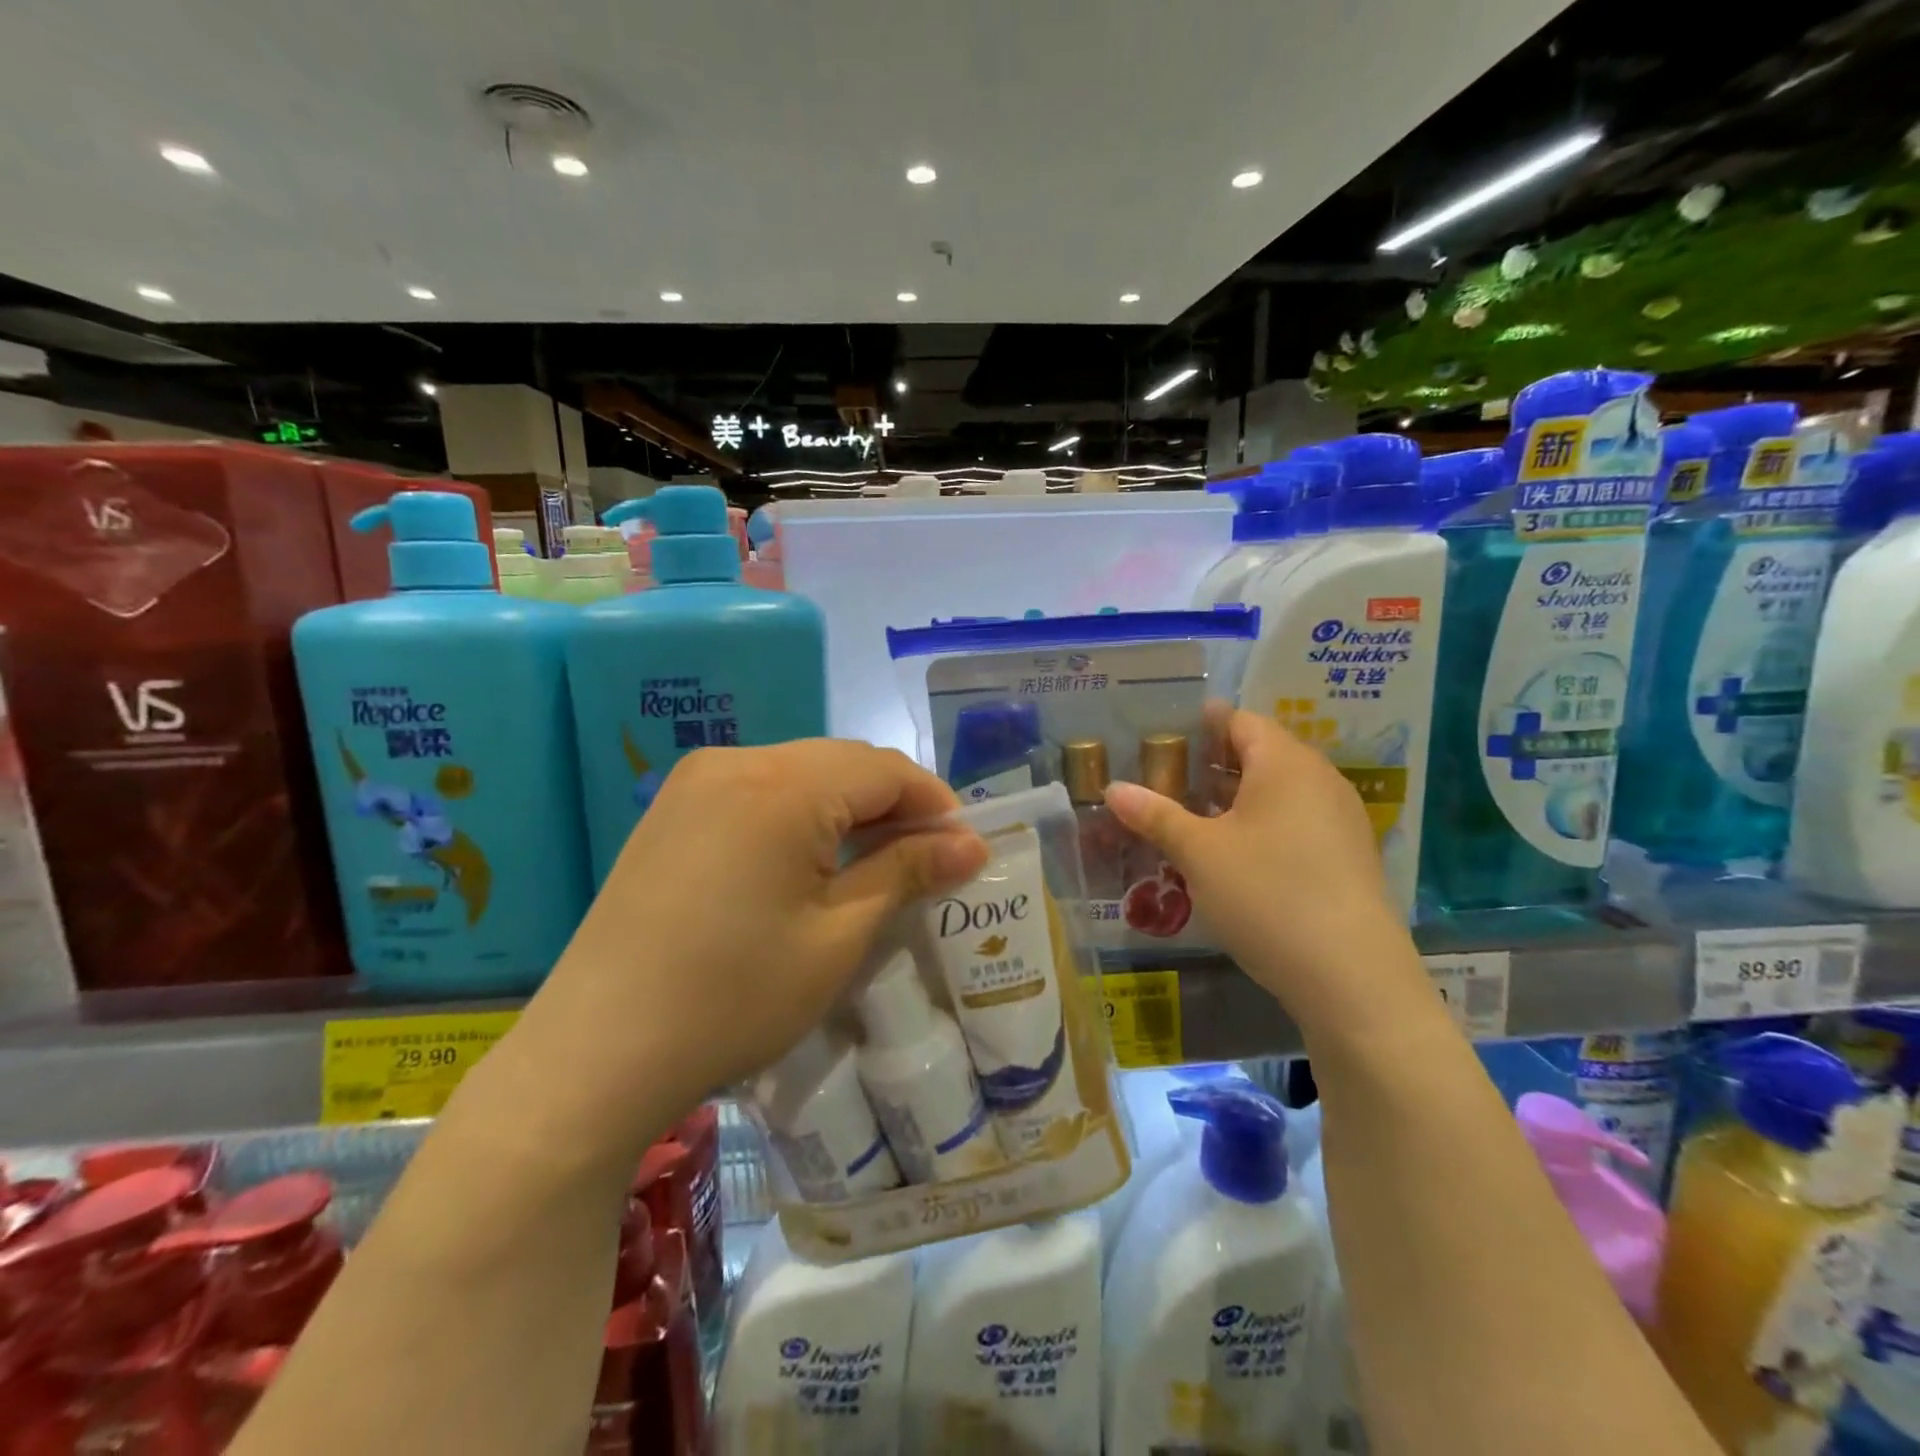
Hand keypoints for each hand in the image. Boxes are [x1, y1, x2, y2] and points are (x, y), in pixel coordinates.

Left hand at [537, 740, 988, 1113]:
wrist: (597, 1052)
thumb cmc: (734, 996)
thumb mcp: (838, 936)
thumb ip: (906, 873)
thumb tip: (972, 844)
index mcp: (783, 784)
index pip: (885, 769)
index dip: (935, 804)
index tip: (964, 849)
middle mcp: (738, 761)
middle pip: (843, 764)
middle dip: (894, 805)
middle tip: (925, 861)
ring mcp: (697, 782)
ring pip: (802, 774)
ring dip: (848, 809)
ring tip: (874, 865)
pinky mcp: (674, 809)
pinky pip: (760, 791)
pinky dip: (800, 815)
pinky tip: (808, 863)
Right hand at [1105, 708, 1428, 1039]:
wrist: (1351, 977)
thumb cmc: (1267, 894)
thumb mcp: (1199, 854)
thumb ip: (1155, 815)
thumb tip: (1113, 789)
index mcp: (1285, 763)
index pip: (1240, 721)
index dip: (1202, 723)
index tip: (1165, 734)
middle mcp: (1319, 780)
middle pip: (1260, 753)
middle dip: (1213, 763)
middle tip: (1167, 777)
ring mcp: (1339, 820)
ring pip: (1278, 791)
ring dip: (1235, 797)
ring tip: (1190, 815)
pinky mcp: (1346, 858)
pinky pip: (1295, 822)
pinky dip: (1260, 824)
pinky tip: (1232, 854)